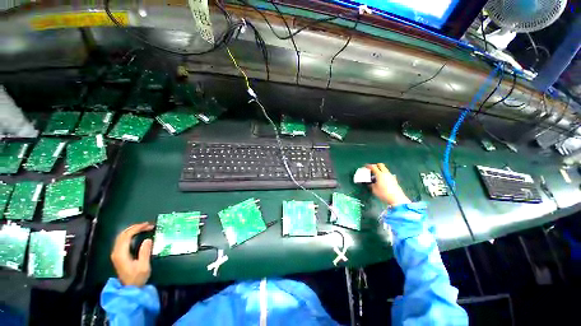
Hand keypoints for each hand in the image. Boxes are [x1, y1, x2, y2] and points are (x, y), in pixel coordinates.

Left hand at [110, 222, 153, 286]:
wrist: (129, 289)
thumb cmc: (137, 278)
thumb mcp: (144, 266)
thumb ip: (145, 252)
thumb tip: (148, 239)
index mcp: (121, 254)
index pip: (127, 236)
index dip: (137, 228)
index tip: (148, 225)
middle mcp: (116, 252)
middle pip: (122, 234)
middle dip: (135, 227)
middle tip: (148, 225)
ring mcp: (116, 254)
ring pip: (121, 236)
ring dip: (132, 230)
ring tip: (143, 227)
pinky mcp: (118, 255)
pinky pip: (122, 240)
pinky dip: (129, 234)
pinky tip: (136, 234)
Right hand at [365, 163, 410, 205]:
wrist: (397, 198)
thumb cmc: (383, 193)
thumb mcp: (374, 189)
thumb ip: (371, 184)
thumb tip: (370, 182)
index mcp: (379, 174)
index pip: (373, 167)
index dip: (368, 166)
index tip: (365, 166)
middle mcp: (386, 173)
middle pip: (381, 165)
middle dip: (375, 165)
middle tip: (371, 169)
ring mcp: (391, 176)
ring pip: (385, 169)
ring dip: (380, 170)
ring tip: (376, 175)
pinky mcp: (394, 179)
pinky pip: (387, 174)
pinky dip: (384, 174)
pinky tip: (382, 180)